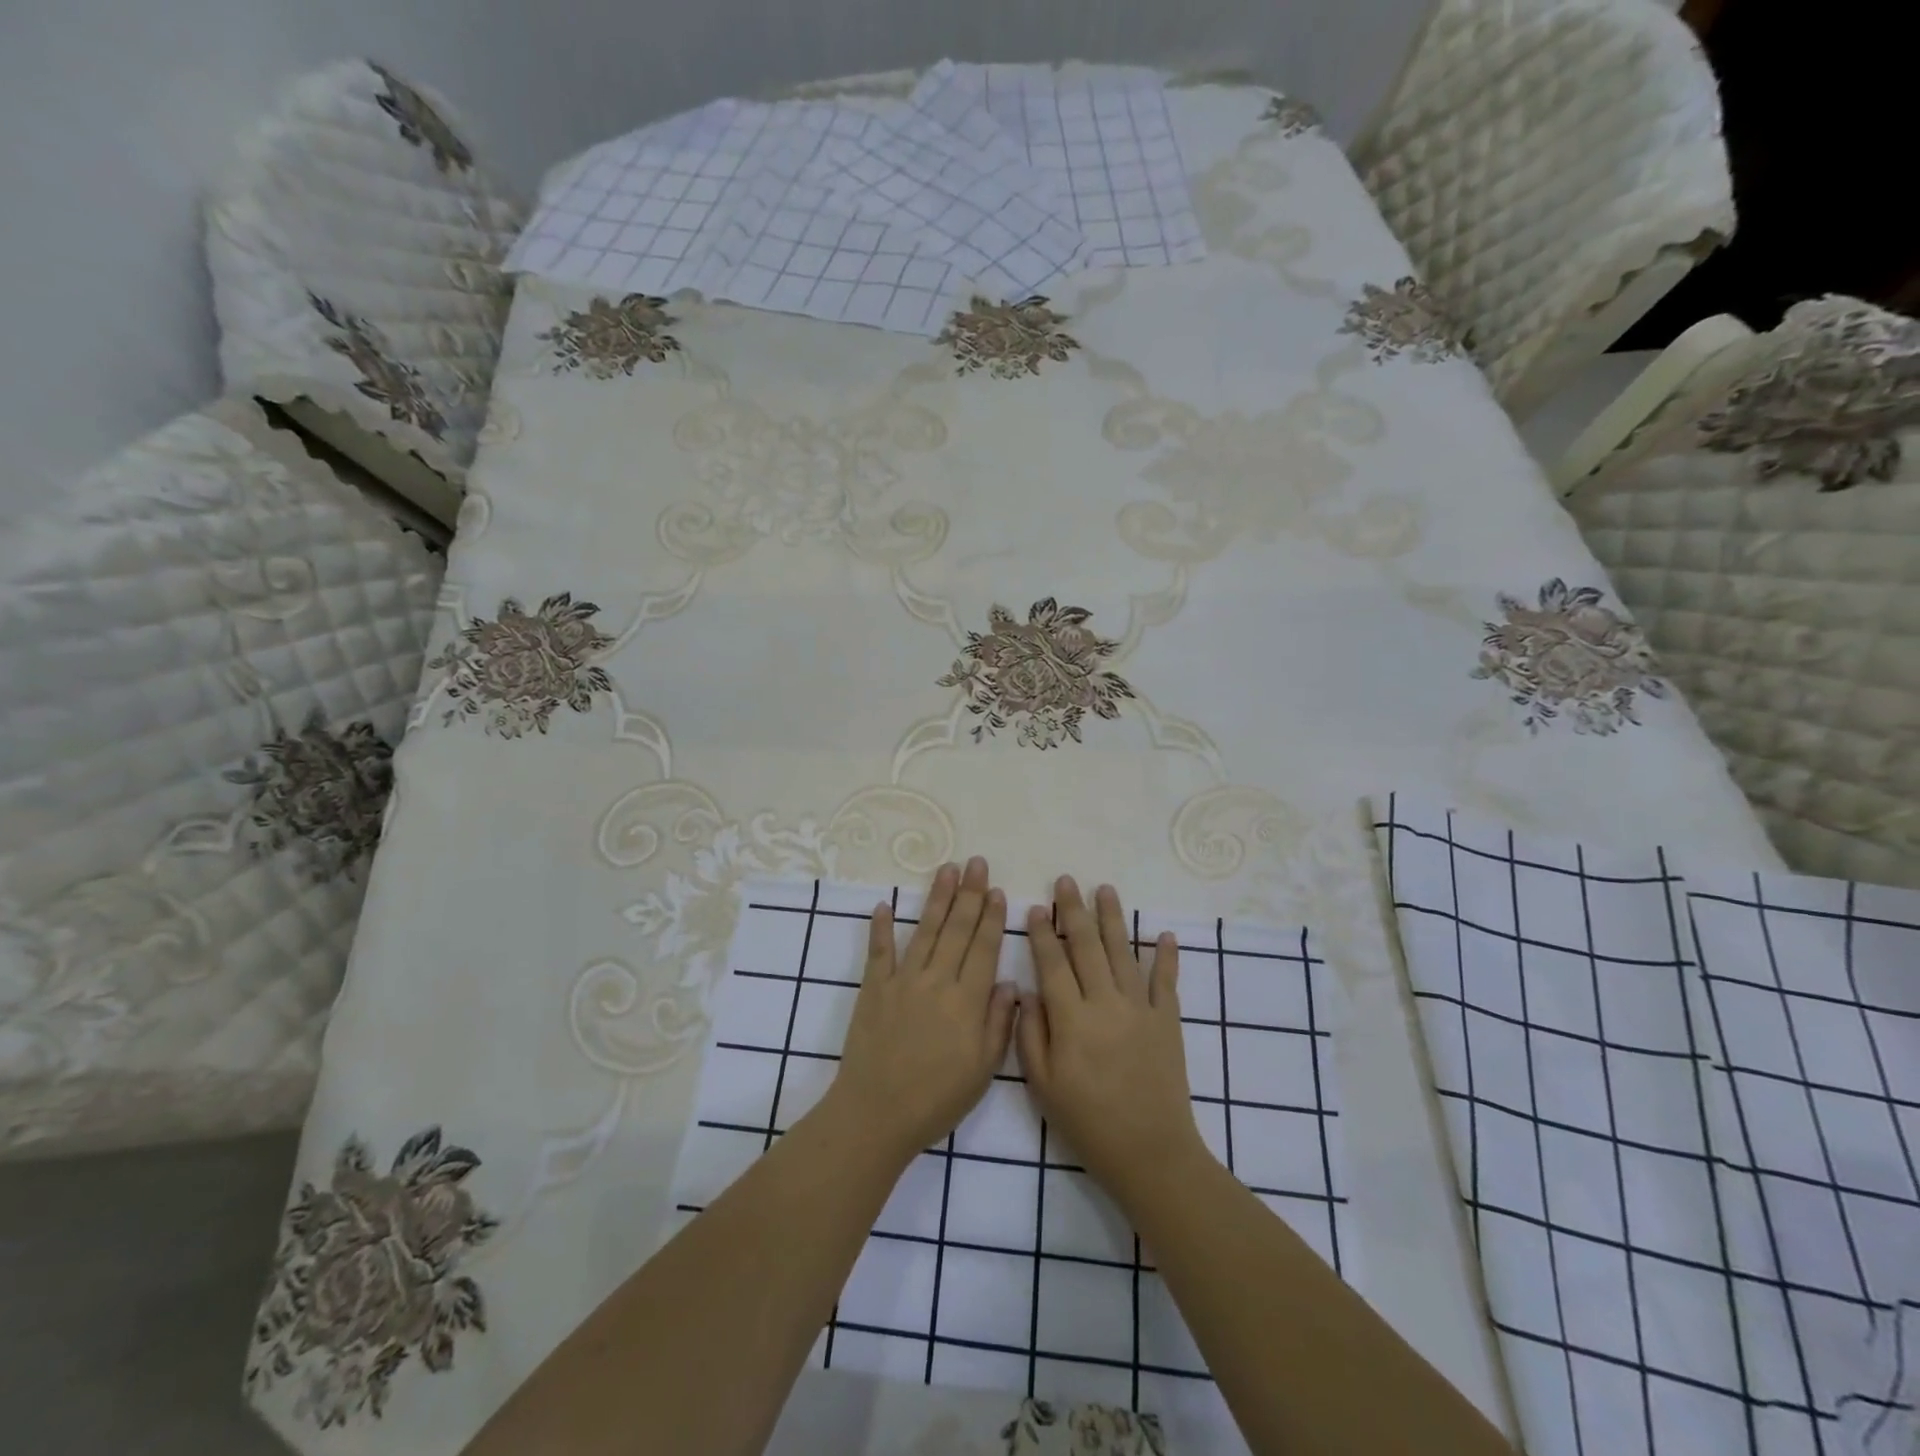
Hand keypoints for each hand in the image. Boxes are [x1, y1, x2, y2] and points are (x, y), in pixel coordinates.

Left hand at [824, 857, 1016, 1162]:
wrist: (877, 1114)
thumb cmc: (937, 1098)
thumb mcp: (983, 1070)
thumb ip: (999, 1023)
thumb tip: (1011, 984)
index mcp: (966, 1001)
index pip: (983, 948)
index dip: (991, 917)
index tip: (996, 890)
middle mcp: (936, 981)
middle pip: (956, 929)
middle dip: (968, 894)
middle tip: (975, 863)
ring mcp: (902, 981)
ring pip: (924, 931)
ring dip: (936, 898)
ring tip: (946, 869)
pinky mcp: (874, 989)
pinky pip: (879, 952)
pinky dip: (881, 927)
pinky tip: (884, 904)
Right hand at [1016, 878, 1207, 1207]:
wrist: (1150, 1153)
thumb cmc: (1087, 1121)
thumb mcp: (1042, 1085)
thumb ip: (1030, 1034)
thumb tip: (1027, 991)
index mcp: (1071, 1019)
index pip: (1052, 964)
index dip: (1042, 934)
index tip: (1036, 907)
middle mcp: (1105, 1003)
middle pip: (1087, 946)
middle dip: (1074, 910)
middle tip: (1066, 880)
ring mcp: (1140, 1009)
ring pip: (1123, 952)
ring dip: (1113, 918)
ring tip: (1105, 889)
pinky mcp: (1168, 1021)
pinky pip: (1166, 981)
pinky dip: (1166, 956)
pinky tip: (1163, 934)